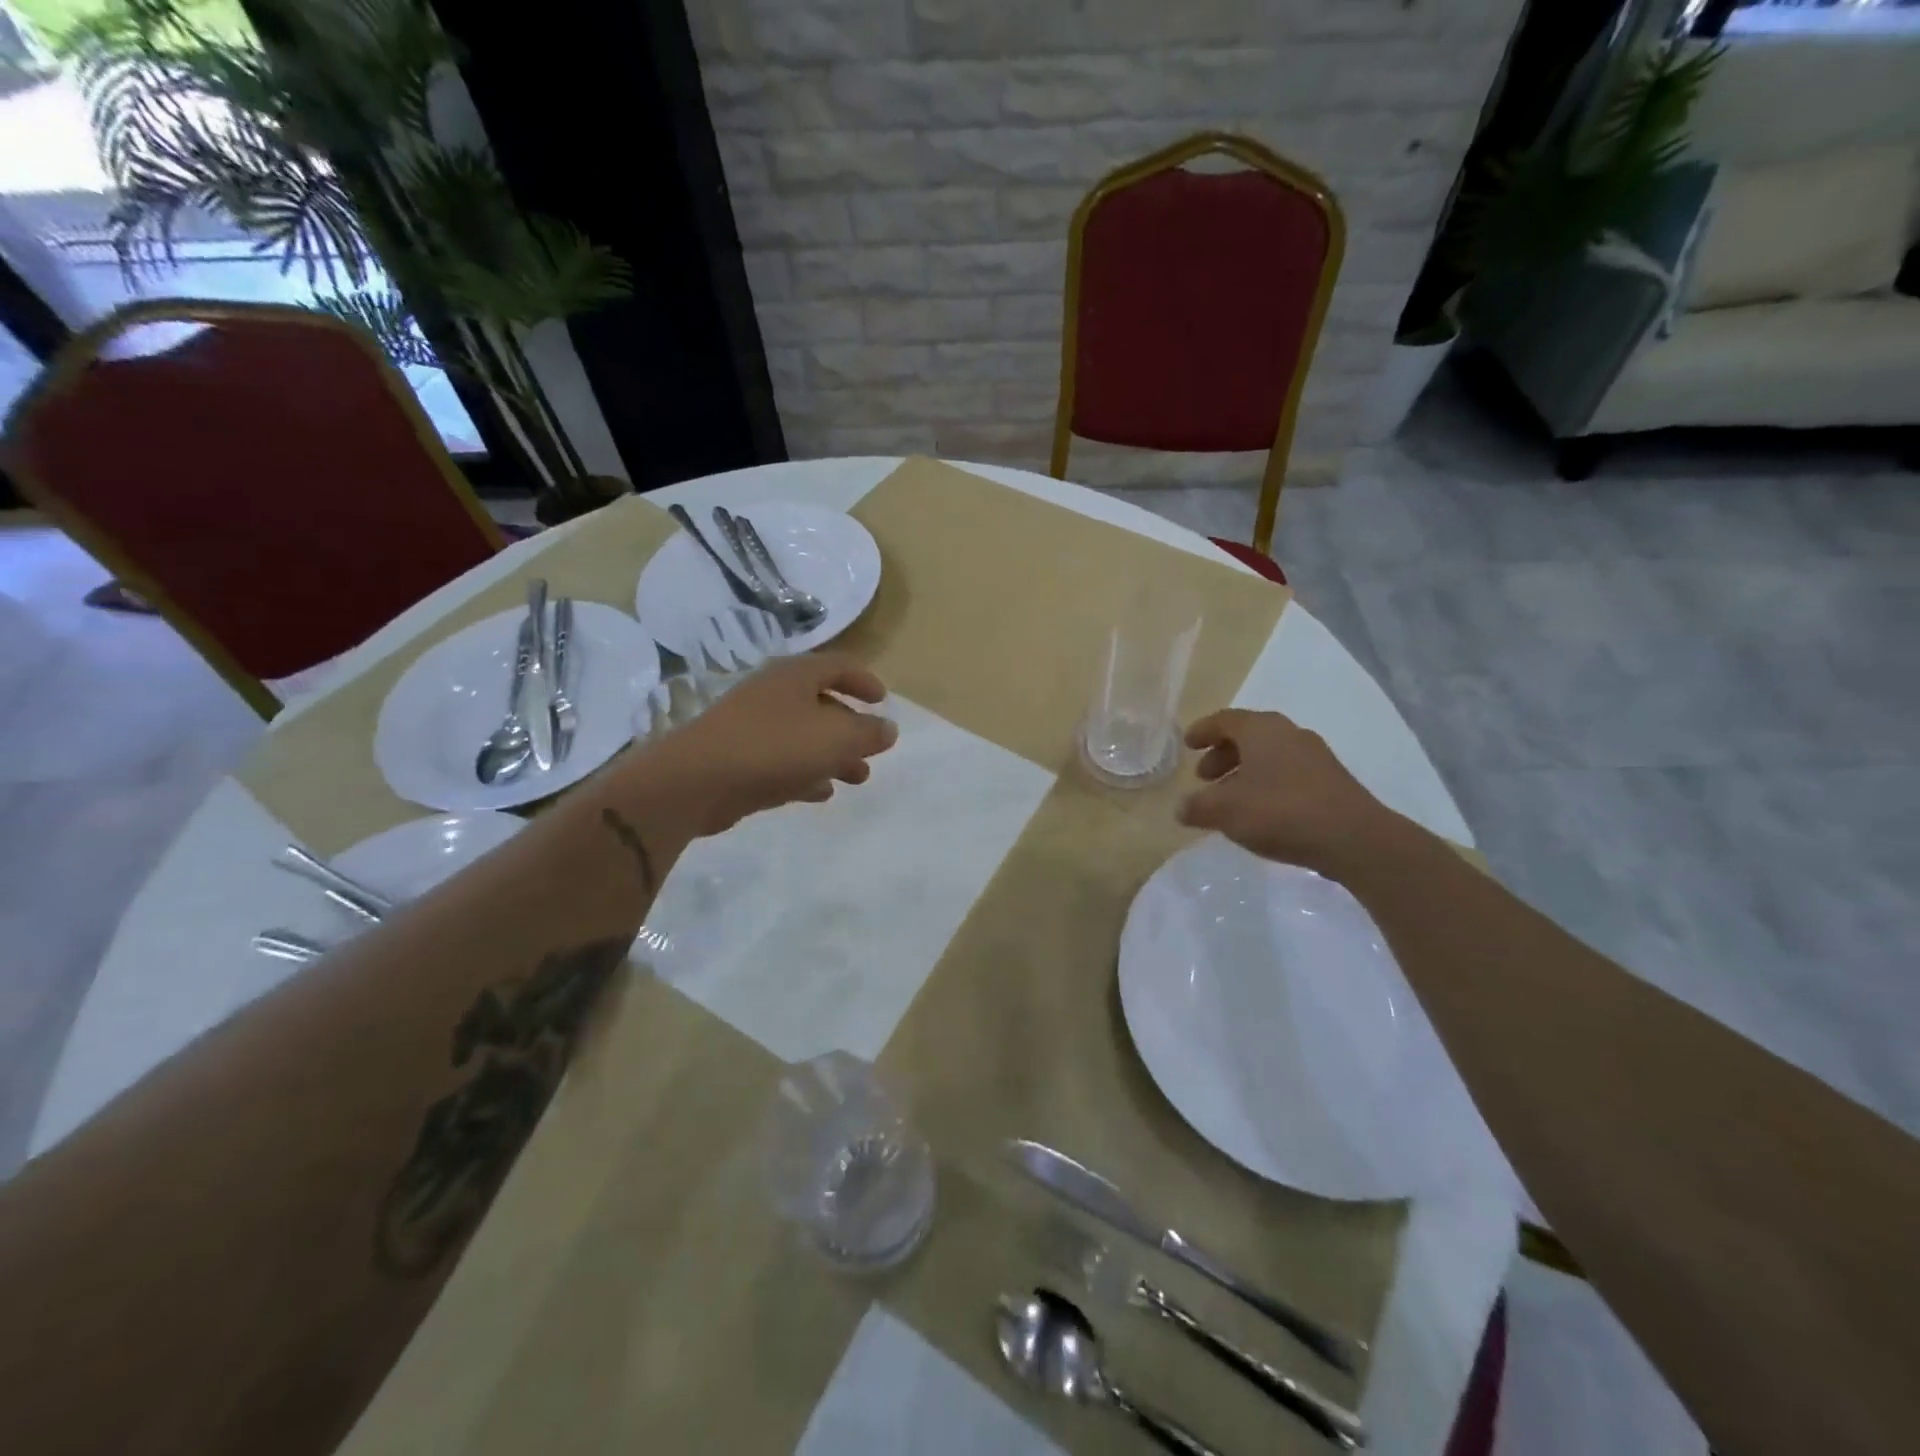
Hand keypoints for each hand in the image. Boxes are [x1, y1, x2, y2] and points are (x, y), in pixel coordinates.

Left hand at [634, 653, 898, 835]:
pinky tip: (821, 792)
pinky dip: (806, 772)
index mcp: (796, 676)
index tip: (883, 701)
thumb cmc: (774, 747)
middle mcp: (774, 694)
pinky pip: (782, 761)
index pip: (838, 666)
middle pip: (822, 704)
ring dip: (834, 755)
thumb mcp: (836, 738)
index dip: (864, 681)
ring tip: (857, 778)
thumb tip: (888, 729)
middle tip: (873, 751)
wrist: (697, 781)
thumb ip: (868, 733)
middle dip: (852, 728)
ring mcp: (753, 726)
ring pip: (804, 736)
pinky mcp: (739, 758)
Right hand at [1177, 709, 1404, 878]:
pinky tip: (1259, 813)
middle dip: (1222, 755)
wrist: (1354, 839)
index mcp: (1262, 730)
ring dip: (1244, 772)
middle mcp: (1290, 734)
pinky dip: (1266, 785)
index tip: (1188, 744)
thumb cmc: (1280, 811)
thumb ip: (1198, 807)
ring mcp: (1315, 757)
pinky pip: (1287, 774)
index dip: (1203, 730)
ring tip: (1229, 800)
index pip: (1225, 720)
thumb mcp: (1225, 811)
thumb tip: (1181, 808)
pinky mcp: (1331, 782)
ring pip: (1269, 756)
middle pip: (1248, 736)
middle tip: (1204, 777)